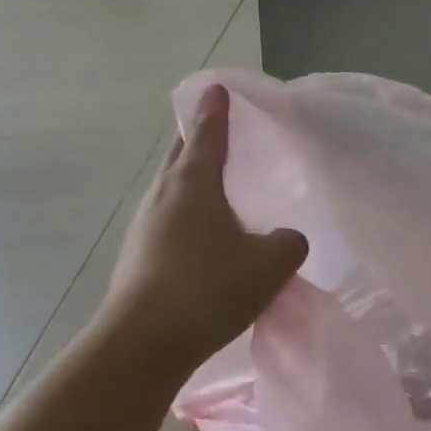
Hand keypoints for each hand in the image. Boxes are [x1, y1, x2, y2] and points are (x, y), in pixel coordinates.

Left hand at [97, 84, 307, 382]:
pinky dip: (192, 216)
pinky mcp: (140, 258)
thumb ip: (289, 242)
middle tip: (220, 131)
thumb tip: (284, 238)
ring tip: (222, 187)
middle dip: (198, 139)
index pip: (207, 133)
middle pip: (182, 156)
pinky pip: (172, 222)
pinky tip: (210, 239)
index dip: (217, 110)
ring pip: (174, 191)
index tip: (219, 87)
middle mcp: (163, 197)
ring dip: (195, 182)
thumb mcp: (271, 263)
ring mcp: (145, 228)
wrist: (144, 343)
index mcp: (193, 184)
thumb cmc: (209, 288)